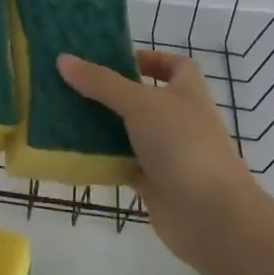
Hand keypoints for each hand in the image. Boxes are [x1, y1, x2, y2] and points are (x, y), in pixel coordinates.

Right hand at [58, 49, 258, 263]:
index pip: (173, 65)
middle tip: (74, 84)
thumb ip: (101, 82)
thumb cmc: (182, 144)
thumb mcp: (139, 103)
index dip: (149, 59)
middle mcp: (179, 119)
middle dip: (112, 92)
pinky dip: (103, 158)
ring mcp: (167, 153)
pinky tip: (74, 151)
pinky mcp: (154, 182)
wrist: (210, 215)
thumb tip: (63, 59)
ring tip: (65, 113)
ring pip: (130, 132)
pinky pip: (123, 163)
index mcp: (187, 92)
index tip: (115, 59)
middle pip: (144, 98)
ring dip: (103, 125)